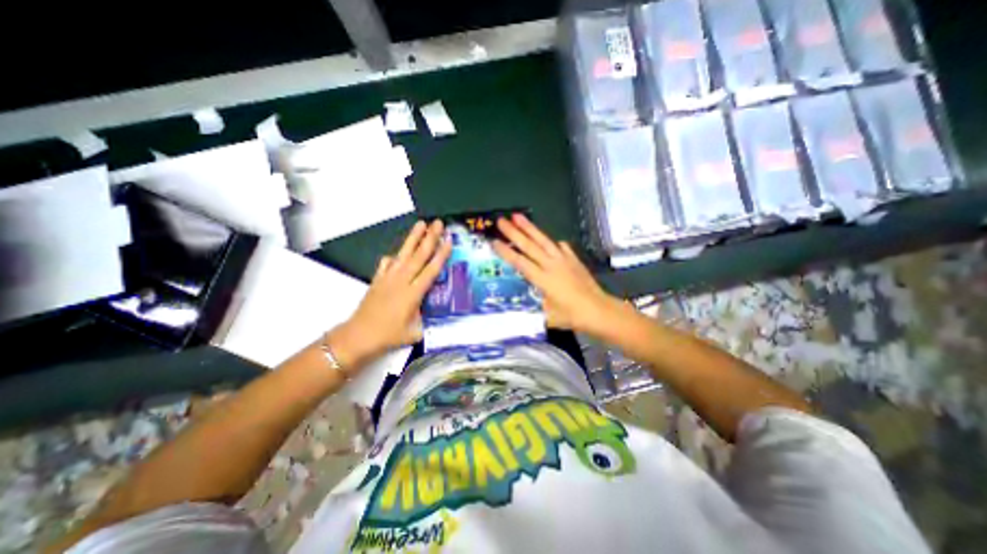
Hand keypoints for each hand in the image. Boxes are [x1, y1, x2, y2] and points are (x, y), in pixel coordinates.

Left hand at [326, 220, 450, 370]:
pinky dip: (393, 257)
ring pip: (403, 254)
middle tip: (438, 223)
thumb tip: (431, 317)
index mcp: (413, 294)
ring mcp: (388, 278)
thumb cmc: (387, 336)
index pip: (431, 270)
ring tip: (421, 223)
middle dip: (430, 238)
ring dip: (413, 238)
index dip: (441, 254)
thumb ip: (425, 323)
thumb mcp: (413, 333)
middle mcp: (402, 281)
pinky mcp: (377, 280)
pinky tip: (396, 254)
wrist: (358, 336)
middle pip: (418, 256)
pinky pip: (386, 264)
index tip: (448, 240)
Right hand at [491, 215, 619, 334]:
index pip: (520, 262)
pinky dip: (554, 243)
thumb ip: (533, 312)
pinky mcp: (574, 260)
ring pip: (544, 241)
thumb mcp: (548, 317)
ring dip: (530, 228)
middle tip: (501, 221)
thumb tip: (519, 312)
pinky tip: (552, 240)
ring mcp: (564, 260)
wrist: (599, 310)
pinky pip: (561, 247)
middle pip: (529, 246)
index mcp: (543, 279)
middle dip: (514, 232)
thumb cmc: (572, 316)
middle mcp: (551, 265)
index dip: (506, 252)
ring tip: (518, 216)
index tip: (494, 241)